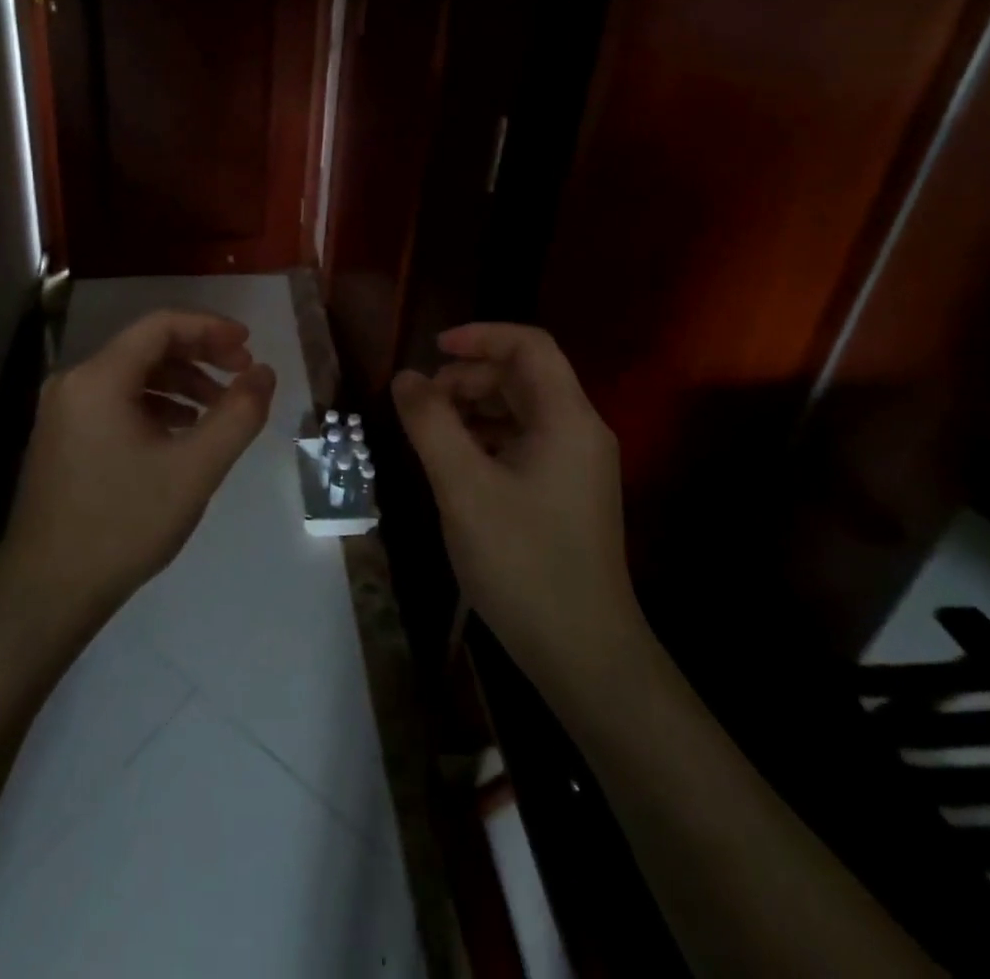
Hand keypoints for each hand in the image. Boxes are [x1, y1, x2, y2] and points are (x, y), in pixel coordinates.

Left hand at [0, 310, 276, 636]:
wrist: (47, 592)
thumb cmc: (124, 524)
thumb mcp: (195, 469)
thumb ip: (238, 415)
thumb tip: (265, 372)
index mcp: (99, 378)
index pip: (161, 325)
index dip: (210, 327)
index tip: (249, 344)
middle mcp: (74, 382)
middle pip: (146, 346)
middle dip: (200, 354)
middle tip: (242, 374)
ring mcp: (63, 411)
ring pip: (133, 375)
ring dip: (181, 382)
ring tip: (218, 409)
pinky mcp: (63, 437)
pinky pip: (116, 401)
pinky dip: (156, 404)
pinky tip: (181, 432)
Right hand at [392, 324, 641, 702]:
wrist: (583, 654)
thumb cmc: (523, 562)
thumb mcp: (463, 487)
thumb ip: (430, 423)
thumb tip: (405, 377)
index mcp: (567, 419)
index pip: (529, 346)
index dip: (480, 336)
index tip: (433, 350)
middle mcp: (580, 432)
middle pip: (524, 376)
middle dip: (470, 377)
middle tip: (423, 404)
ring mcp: (577, 465)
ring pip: (522, 411)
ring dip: (475, 408)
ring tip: (431, 432)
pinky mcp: (567, 493)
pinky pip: (525, 443)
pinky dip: (487, 439)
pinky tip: (456, 464)